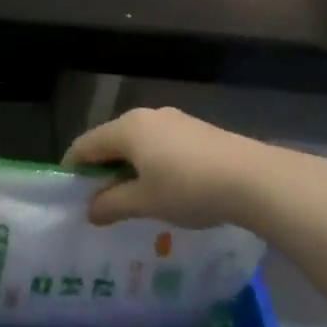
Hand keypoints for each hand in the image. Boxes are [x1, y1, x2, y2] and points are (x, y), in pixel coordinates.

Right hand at [64, 107, 297, 229]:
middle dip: (102, 170)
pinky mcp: (198, 130)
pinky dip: (152, 164)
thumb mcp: (145, 202)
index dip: (73, 169)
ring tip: (134, 199)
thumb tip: (90, 210)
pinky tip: (165, 189)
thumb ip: (111, 205)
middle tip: (100, 202)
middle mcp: (147, 116)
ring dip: (129, 169)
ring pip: (138, 143)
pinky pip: (161, 145)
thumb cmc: (189, 189)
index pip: (85, 145)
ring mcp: (175, 120)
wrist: (256, 179)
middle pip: (111, 141)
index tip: (70, 195)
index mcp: (127, 128)